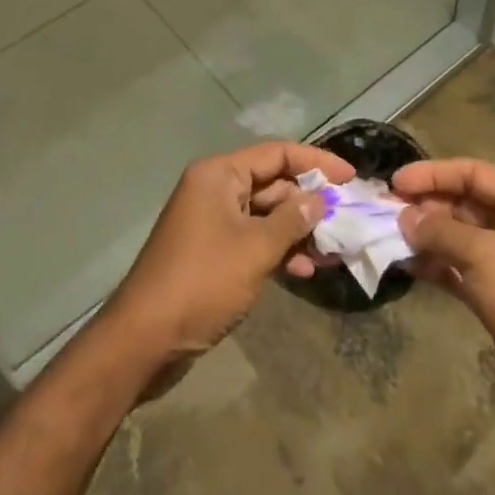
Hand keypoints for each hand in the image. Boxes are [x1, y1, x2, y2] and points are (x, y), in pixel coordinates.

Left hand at [104, 141, 353, 377]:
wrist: (144, 340)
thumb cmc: (202, 282)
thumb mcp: (255, 249)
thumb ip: (292, 220)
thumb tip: (321, 199)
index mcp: (219, 174)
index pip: (277, 153)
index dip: (316, 163)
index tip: (351, 177)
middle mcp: (215, 189)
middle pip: (272, 183)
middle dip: (309, 203)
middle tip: (346, 220)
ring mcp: (212, 221)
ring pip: (265, 214)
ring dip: (298, 231)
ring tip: (333, 252)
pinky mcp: (212, 252)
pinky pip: (253, 239)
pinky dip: (278, 250)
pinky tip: (305, 271)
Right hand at [393, 158, 494, 462]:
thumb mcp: (484, 256)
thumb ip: (440, 231)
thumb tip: (403, 216)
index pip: (475, 174)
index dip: (434, 173)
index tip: (396, 180)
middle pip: (466, 203)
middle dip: (427, 205)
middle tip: (386, 208)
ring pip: (459, 237)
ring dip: (426, 235)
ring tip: (387, 233)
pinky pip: (459, 269)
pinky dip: (434, 264)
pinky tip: (404, 263)